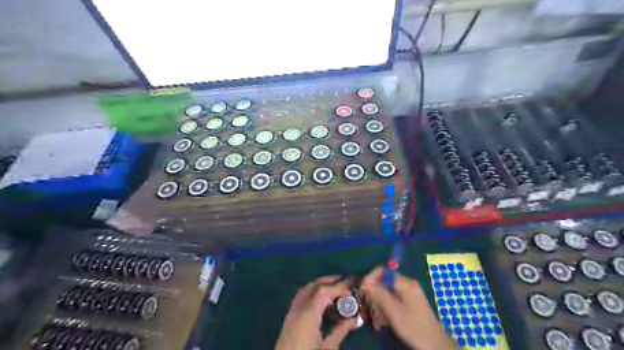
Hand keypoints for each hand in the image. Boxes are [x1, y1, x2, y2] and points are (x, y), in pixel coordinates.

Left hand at [277, 276, 357, 349]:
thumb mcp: (328, 348)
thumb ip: (340, 330)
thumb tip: (354, 318)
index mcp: (308, 315)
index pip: (324, 291)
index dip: (338, 286)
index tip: (351, 285)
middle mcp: (298, 309)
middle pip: (313, 286)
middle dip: (329, 282)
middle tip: (344, 283)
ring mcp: (291, 313)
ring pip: (306, 290)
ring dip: (320, 286)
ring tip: (335, 289)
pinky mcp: (289, 319)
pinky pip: (301, 297)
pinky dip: (312, 293)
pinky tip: (321, 300)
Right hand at [361, 268, 456, 349]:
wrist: (435, 345)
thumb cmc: (414, 327)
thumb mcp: (393, 312)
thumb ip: (379, 294)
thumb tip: (364, 283)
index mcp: (406, 283)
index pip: (384, 271)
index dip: (371, 277)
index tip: (362, 288)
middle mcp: (408, 284)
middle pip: (385, 280)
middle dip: (374, 290)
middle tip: (366, 301)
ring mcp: (410, 293)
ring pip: (388, 290)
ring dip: (379, 300)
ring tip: (374, 315)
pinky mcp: (410, 302)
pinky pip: (393, 298)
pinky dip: (386, 306)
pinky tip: (383, 319)